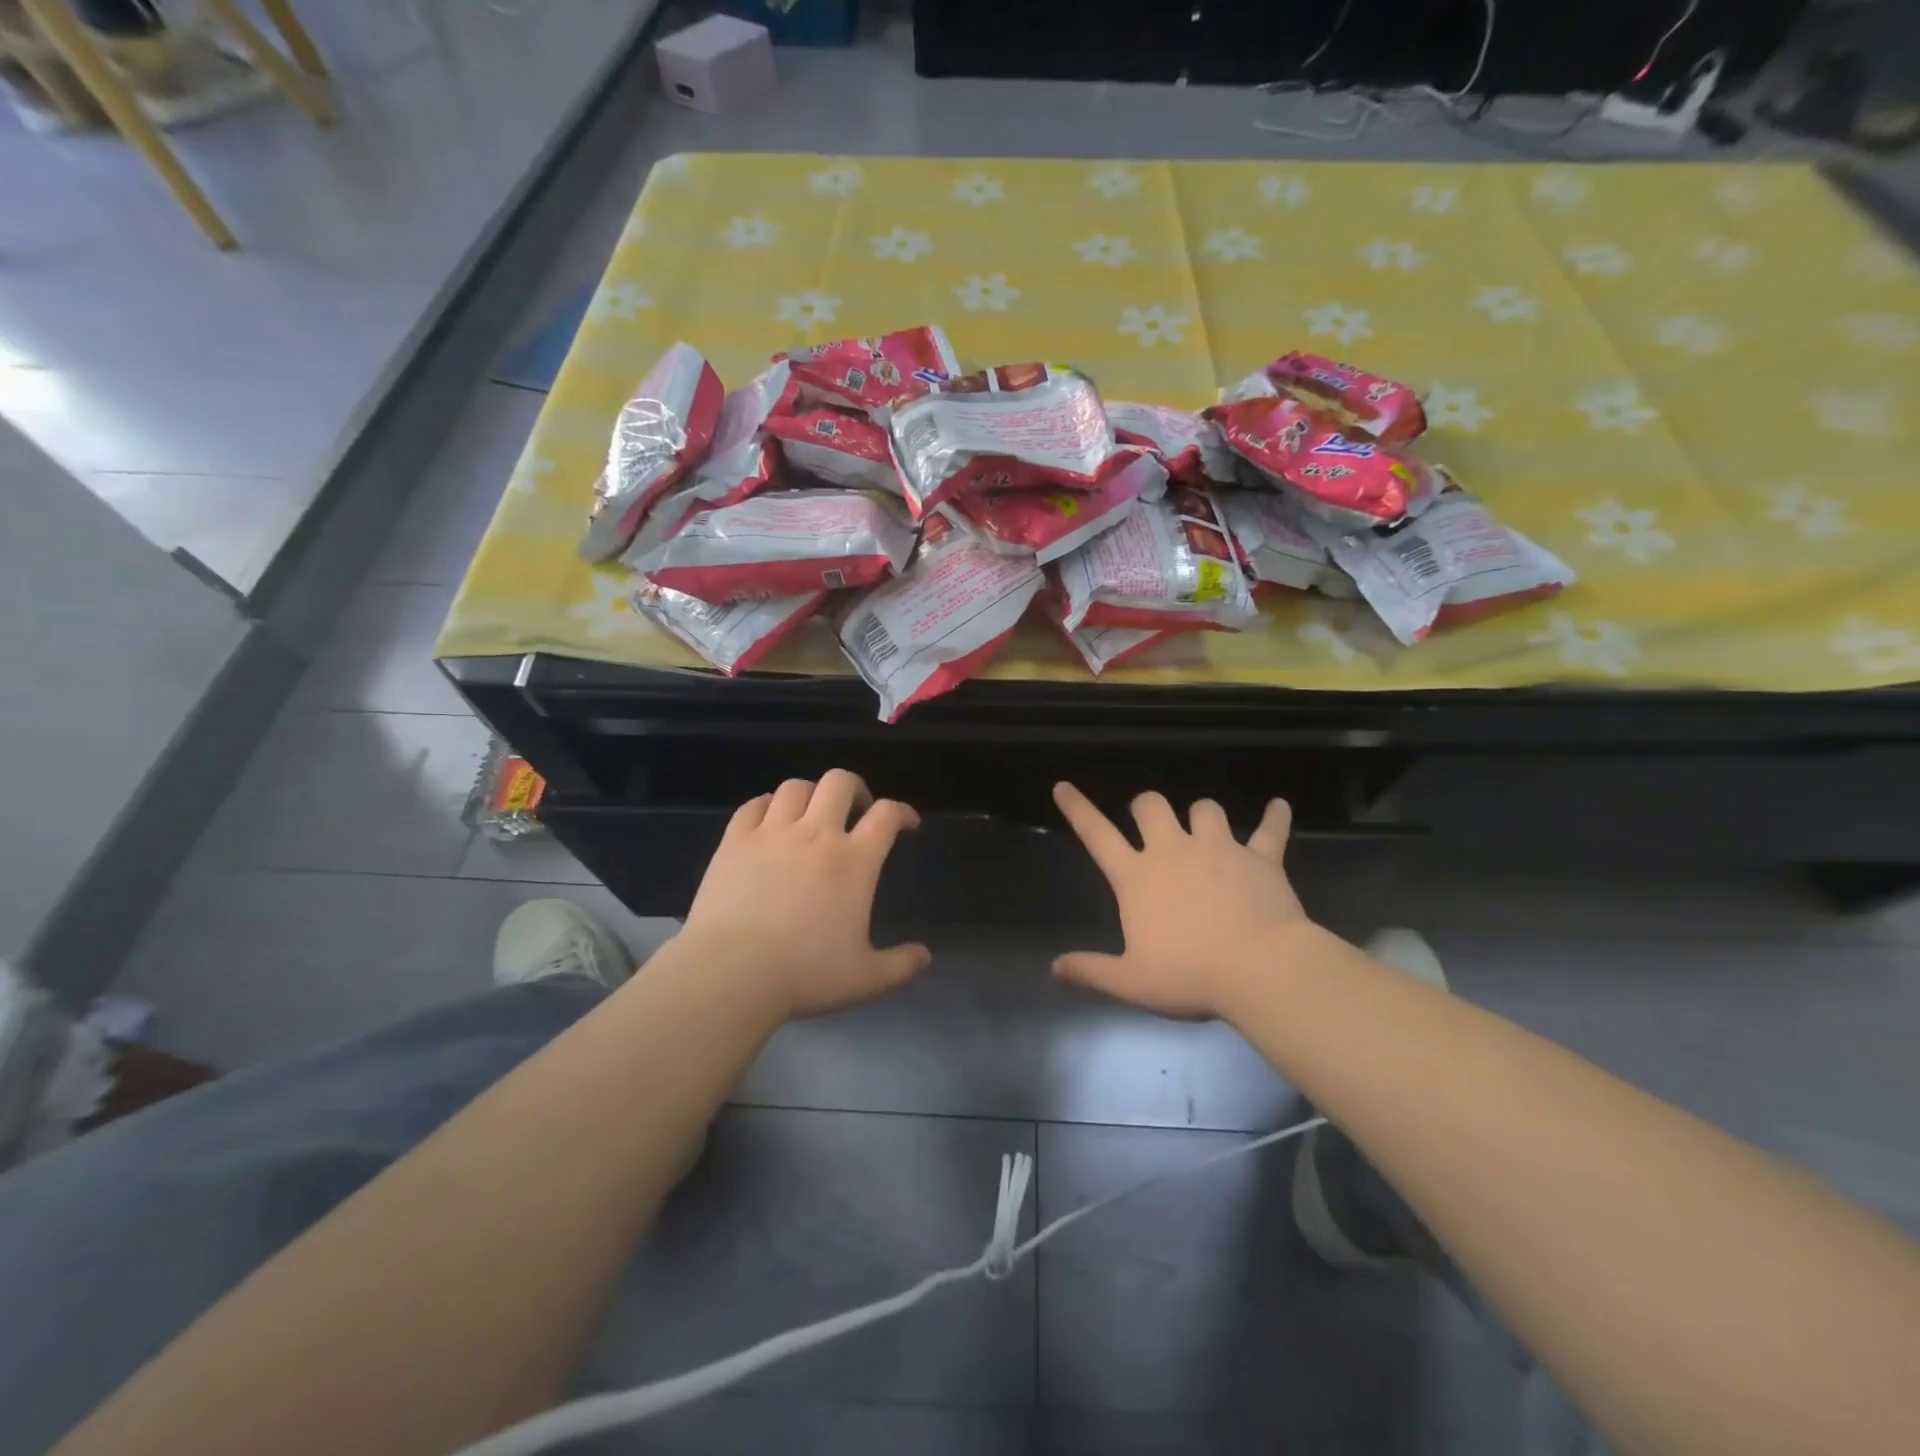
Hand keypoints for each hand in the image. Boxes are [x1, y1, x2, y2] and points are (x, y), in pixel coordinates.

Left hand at [679, 770, 928, 1021]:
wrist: (731, 974)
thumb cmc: (804, 974)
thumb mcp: (865, 979)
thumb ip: (900, 966)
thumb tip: (925, 956)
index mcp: (854, 862)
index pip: (886, 815)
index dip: (902, 811)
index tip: (905, 822)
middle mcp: (816, 835)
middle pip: (840, 782)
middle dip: (855, 788)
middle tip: (856, 810)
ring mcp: (772, 834)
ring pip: (796, 787)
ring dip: (811, 794)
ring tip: (811, 813)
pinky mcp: (735, 841)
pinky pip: (753, 805)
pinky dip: (767, 805)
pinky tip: (769, 821)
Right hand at [1051, 782, 1311, 1020]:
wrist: (1261, 970)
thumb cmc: (1191, 976)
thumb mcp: (1132, 982)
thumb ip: (1091, 971)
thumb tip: (1055, 968)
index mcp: (1137, 877)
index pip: (1097, 834)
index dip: (1077, 808)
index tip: (1063, 786)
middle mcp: (1174, 851)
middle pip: (1151, 805)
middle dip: (1145, 807)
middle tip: (1150, 824)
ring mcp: (1219, 849)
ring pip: (1205, 808)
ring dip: (1201, 815)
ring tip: (1204, 828)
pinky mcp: (1260, 858)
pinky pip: (1269, 829)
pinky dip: (1274, 817)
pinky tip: (1278, 807)